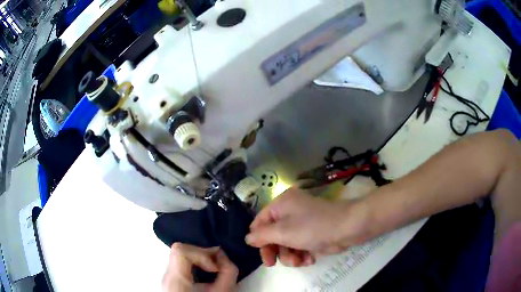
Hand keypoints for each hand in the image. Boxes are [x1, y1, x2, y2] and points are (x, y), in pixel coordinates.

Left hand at [162, 243, 237, 291]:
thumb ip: (227, 273)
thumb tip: (224, 256)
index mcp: (175, 281)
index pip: (180, 251)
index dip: (201, 254)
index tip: (215, 268)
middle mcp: (167, 277)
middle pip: (179, 250)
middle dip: (202, 253)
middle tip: (217, 264)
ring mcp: (168, 278)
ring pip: (180, 255)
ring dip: (199, 257)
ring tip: (213, 268)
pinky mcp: (172, 280)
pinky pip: (181, 264)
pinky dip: (195, 263)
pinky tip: (206, 272)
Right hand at [246, 188, 369, 266]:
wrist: (348, 228)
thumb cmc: (312, 227)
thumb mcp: (282, 232)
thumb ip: (262, 236)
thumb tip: (248, 238)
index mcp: (281, 204)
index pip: (259, 222)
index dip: (258, 239)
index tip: (261, 254)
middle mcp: (289, 211)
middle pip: (272, 235)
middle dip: (275, 251)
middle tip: (273, 264)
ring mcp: (302, 223)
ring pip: (285, 244)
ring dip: (290, 256)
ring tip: (300, 261)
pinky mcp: (312, 234)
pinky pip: (298, 246)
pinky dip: (302, 254)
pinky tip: (309, 259)